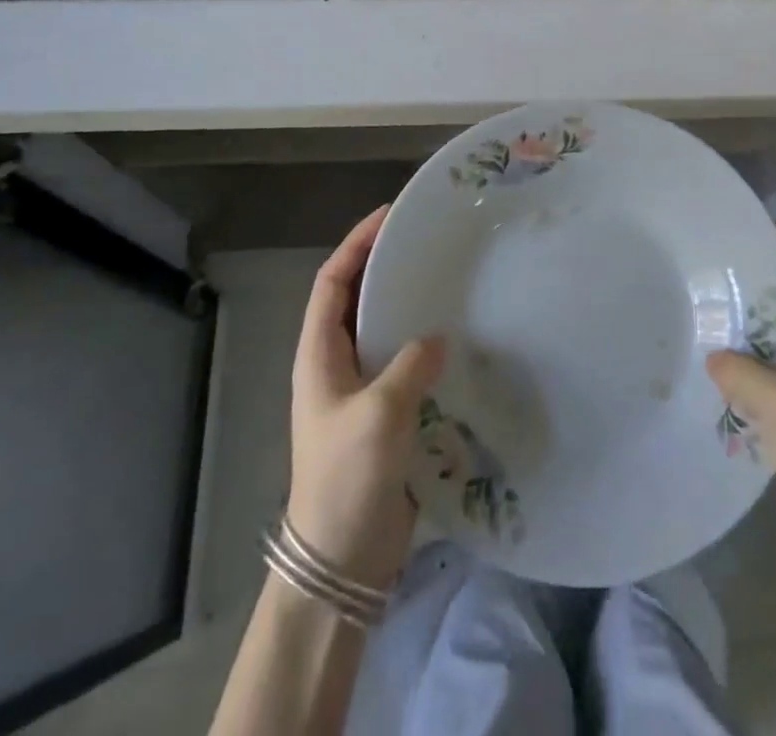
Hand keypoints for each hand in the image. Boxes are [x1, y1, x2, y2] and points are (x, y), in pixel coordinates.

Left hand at [286, 205, 446, 591]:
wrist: (341, 560)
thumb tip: (438, 338)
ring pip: (381, 330)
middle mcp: (335, 364)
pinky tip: (456, 339)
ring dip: (405, 304)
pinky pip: (403, 363)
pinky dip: (423, 344)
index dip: (355, 244)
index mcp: (318, 354)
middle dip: (383, 266)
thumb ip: (409, 366)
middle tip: (426, 242)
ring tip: (445, 280)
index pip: (331, 282)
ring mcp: (359, 390)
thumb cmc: (346, 478)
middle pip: (356, 299)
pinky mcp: (383, 415)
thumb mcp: (379, 415)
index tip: (389, 216)